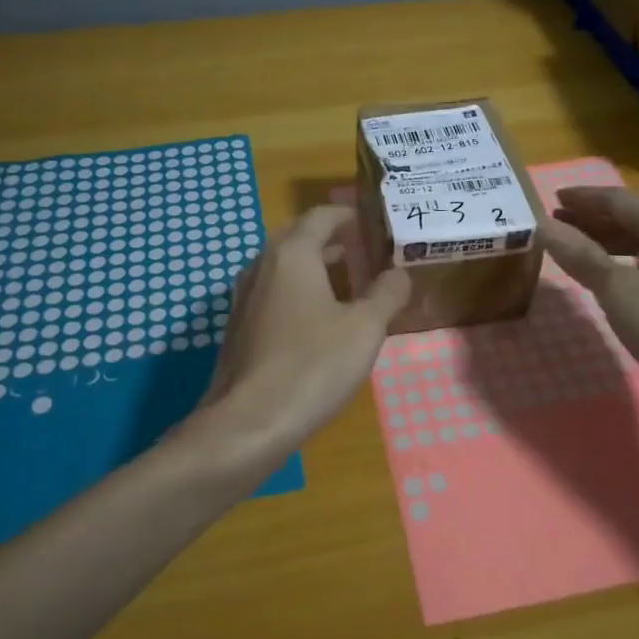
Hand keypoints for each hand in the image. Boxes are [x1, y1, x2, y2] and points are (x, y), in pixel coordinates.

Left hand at [194, 204, 409, 467]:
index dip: (350, 215)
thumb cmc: (312, 366)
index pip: (322, 216)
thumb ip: (386, 294)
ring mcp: (245, 297)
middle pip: (299, 237)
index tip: (375, 224)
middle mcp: (263, 266)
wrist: (248, 423)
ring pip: (284, 266)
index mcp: (293, 254)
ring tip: (350, 282)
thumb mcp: (364, 329)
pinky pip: (273, 292)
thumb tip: (399, 273)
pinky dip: (298, 291)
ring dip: (315, 266)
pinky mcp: (239, 327)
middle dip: (333, 239)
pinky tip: (319, 319)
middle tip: (367, 251)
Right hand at [544, 187, 638, 409]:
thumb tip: (544, 226)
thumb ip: (580, 255)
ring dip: (611, 244)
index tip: (553, 198)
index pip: (618, 200)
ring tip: (578, 251)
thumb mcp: (616, 289)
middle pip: (634, 220)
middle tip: (559, 224)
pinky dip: (629, 265)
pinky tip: (613, 281)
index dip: (583, 199)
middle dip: (594, 221)